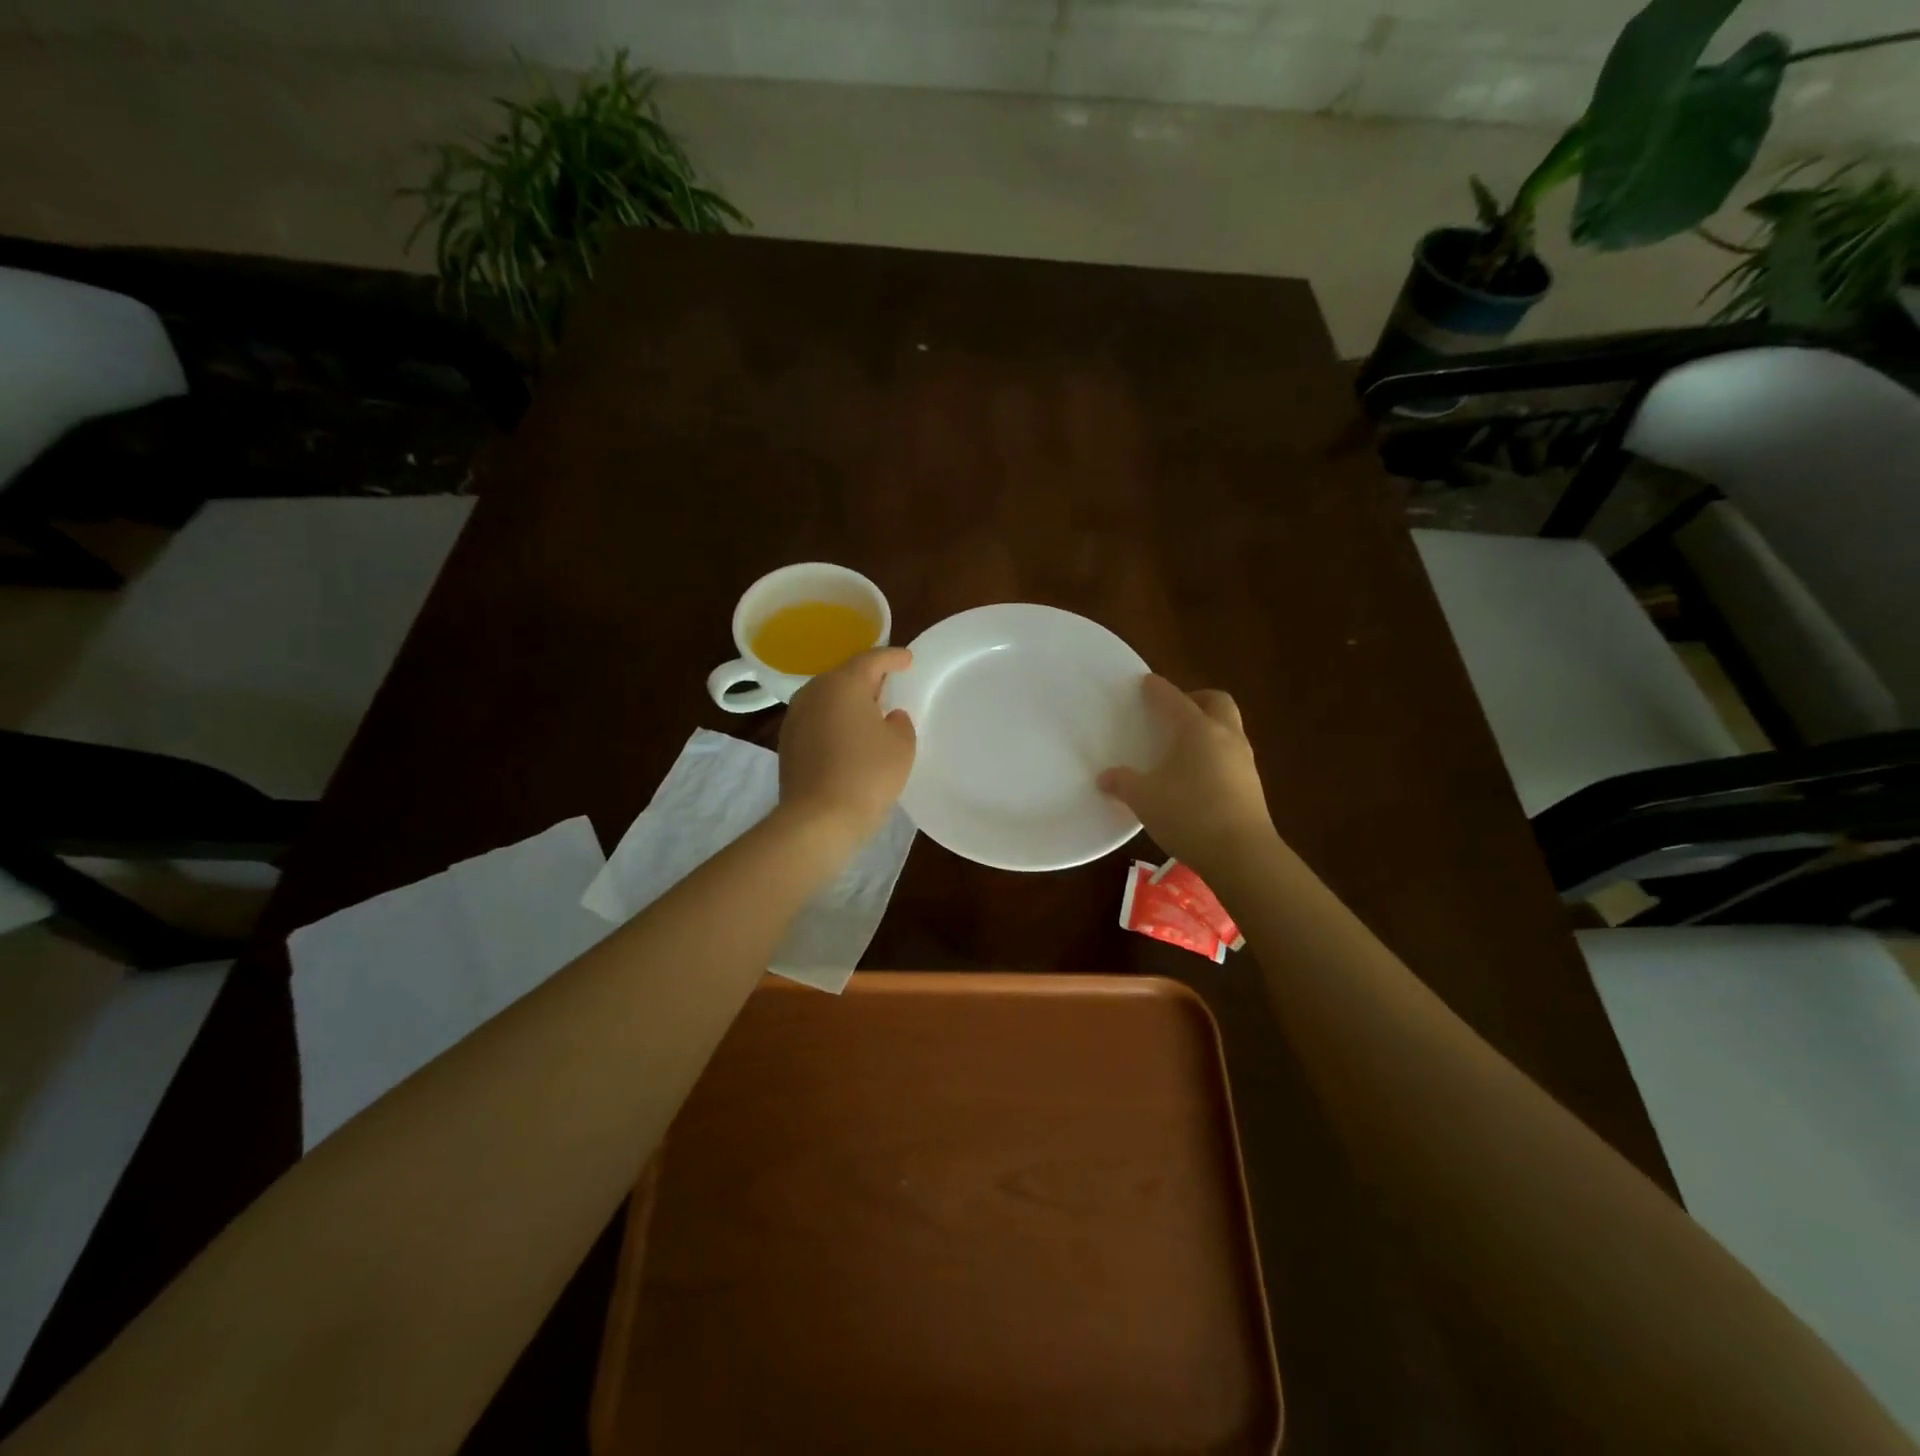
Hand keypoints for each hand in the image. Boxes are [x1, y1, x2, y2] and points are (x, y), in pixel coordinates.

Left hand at [777, 647, 916, 843]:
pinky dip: (834, 721)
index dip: (892, 657)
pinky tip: (848, 737)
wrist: (818, 819)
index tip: (907, 660)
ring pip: (828, 698)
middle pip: (845, 675)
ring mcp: (795, 717)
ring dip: (848, 701)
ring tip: (870, 713)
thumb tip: (888, 717)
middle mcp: (814, 692)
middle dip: (868, 679)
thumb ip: (900, 722)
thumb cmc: (867, 774)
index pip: (871, 659)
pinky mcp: (787, 743)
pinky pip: (817, 720)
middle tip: (889, 687)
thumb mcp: (901, 745)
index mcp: (843, 683)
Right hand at [1098, 674, 1275, 873]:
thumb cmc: (1188, 814)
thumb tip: (1105, 778)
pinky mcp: (1252, 784)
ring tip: (1182, 745)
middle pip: (1216, 701)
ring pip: (1228, 728)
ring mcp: (1243, 760)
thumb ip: (1122, 783)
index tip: (1146, 682)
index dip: (1158, 689)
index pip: (1174, 699)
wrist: (1241, 853)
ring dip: (1208, 727)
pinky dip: (1214, 753)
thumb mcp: (1144, 798)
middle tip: (1174, 711)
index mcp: (1196, 729)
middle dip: (1196, 699)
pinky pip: (1231, 754)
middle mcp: (1225, 736)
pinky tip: (1196, 775)